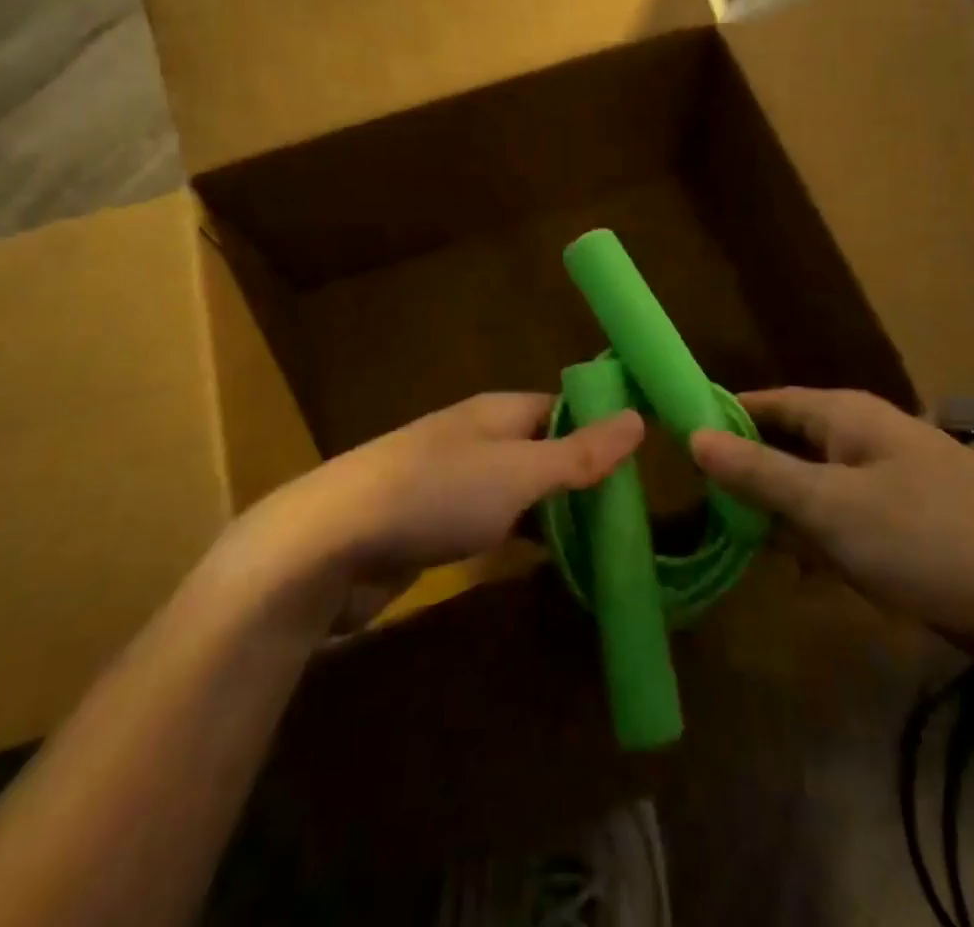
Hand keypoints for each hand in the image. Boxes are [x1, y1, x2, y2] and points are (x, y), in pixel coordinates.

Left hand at [223, 394, 643, 629]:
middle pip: (542, 449)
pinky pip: (492, 523)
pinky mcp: (432, 524)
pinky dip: (520, 537)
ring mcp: (451, 481)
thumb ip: (577, 453)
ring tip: (603, 543)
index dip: (600, 430)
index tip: (643, 464)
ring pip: (518, 489)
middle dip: (581, 478)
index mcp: (498, 412)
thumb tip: (638, 418)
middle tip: (632, 515)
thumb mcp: (518, 473)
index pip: (563, 408)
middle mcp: (476, 438)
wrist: (330, 542)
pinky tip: (545, 563)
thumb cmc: (434, 495)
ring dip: (553, 512)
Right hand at [691, 388, 973, 653]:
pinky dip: (821, 552)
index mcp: (845, 416)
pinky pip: (846, 534)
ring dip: (781, 522)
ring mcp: (889, 491)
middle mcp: (864, 443)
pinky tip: (802, 580)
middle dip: (746, 479)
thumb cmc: (934, 538)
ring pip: (813, 496)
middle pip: (786, 449)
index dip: (720, 417)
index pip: (764, 403)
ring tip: (733, 549)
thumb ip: (759, 473)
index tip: (671, 439)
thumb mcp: (831, 506)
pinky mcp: (909, 538)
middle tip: (694, 510)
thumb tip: (693, 435)